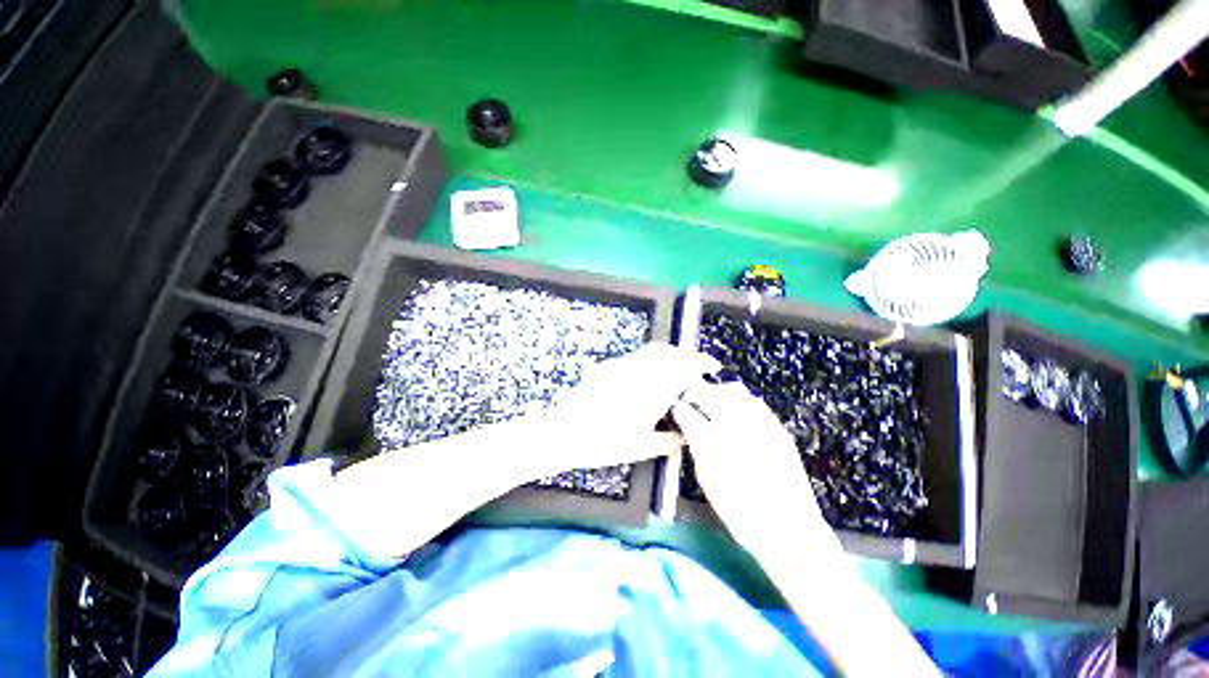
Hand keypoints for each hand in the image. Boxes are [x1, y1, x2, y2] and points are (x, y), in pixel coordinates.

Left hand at [531, 343, 718, 477]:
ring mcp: (622, 366)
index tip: (711, 365)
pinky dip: (648, 359)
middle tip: (693, 367)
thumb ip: (668, 441)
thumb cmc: (605, 443)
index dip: (700, 363)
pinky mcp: (608, 367)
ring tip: (673, 368)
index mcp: (653, 390)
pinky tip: (645, 375)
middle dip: (685, 355)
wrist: (566, 431)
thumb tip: (685, 437)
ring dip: (668, 354)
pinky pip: (635, 356)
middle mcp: (640, 372)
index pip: (683, 367)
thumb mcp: (641, 448)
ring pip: (651, 350)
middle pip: (669, 352)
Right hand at [672, 381, 835, 551]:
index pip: (687, 412)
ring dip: (718, 392)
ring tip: (712, 401)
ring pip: (734, 390)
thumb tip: (690, 429)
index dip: (678, 407)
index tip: (676, 408)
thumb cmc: (741, 511)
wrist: (787, 527)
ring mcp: (759, 424)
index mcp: (712, 444)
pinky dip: (740, 400)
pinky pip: (754, 402)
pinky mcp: (777, 428)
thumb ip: (697, 447)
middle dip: (696, 392)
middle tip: (691, 399)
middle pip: (710, 393)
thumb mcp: (707, 480)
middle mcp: (735, 427)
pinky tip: (736, 413)